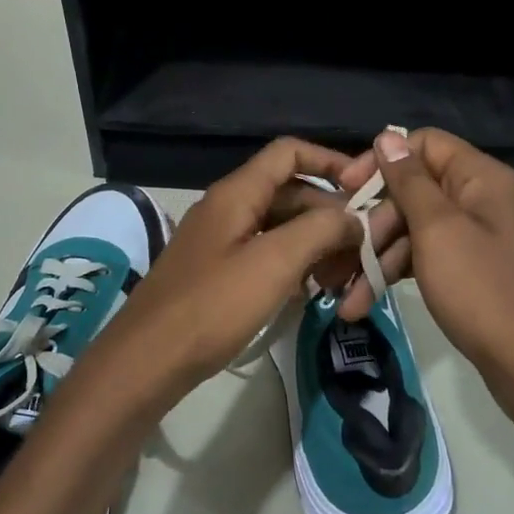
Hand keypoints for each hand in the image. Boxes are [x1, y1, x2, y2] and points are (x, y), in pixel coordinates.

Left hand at [75, 138, 366, 408]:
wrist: (148, 360)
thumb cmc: (212, 306)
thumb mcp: (273, 263)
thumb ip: (319, 230)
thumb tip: (353, 217)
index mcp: (237, 193)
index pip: (289, 152)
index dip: (330, 161)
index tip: (365, 190)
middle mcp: (229, 208)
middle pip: (291, 193)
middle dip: (330, 217)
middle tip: (363, 253)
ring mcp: (222, 241)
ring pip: (282, 227)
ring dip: (316, 245)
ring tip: (343, 279)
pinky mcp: (220, 273)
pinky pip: (267, 255)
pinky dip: (295, 266)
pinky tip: (313, 292)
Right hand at [367, 128, 513, 418]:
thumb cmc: (483, 290)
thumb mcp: (438, 230)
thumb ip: (409, 181)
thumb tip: (388, 135)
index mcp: (482, 178)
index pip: (425, 145)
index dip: (382, 161)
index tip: (347, 189)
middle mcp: (485, 199)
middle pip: (417, 190)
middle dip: (375, 222)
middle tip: (343, 254)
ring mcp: (482, 237)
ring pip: (419, 229)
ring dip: (380, 257)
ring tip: (345, 295)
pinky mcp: (477, 270)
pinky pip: (431, 256)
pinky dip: (401, 273)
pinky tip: (367, 300)